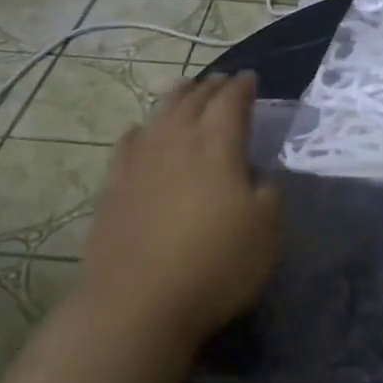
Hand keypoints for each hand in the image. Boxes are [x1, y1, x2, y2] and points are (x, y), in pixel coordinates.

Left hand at [74, 72, 282, 349]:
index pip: (231, 102)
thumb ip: (268, 193)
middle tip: (223, 83)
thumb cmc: (215, 266)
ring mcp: (139, 160)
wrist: (137, 302)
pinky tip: (145, 133)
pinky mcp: (114, 184)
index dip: (243, 88)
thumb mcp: (267, 232)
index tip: (251, 80)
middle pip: (193, 99)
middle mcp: (175, 140)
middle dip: (211, 86)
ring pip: (160, 113)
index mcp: (217, 145)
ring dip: (178, 97)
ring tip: (187, 91)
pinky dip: (146, 128)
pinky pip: (131, 140)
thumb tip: (257, 175)